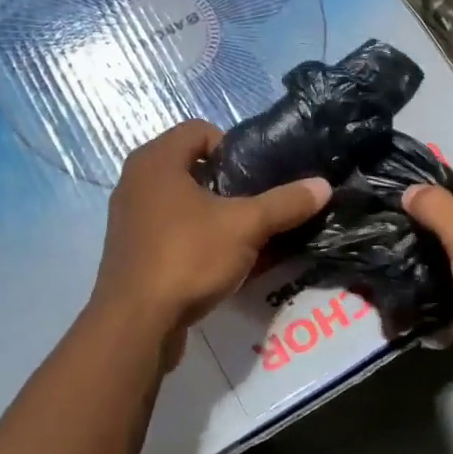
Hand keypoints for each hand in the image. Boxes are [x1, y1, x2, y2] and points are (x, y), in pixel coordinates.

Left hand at [92, 120, 331, 369]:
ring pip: (180, 199)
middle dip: (227, 182)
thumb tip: (323, 185)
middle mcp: (136, 180)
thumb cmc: (188, 257)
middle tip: (254, 204)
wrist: (136, 324)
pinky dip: (194, 236)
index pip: (199, 130)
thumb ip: (285, 203)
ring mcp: (128, 216)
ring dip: (212, 211)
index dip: (233, 146)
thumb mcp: (246, 227)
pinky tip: (218, 260)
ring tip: (242, 233)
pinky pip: (169, 228)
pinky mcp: (130, 249)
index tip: (255, 176)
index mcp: (156, 160)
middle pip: (191, 165)